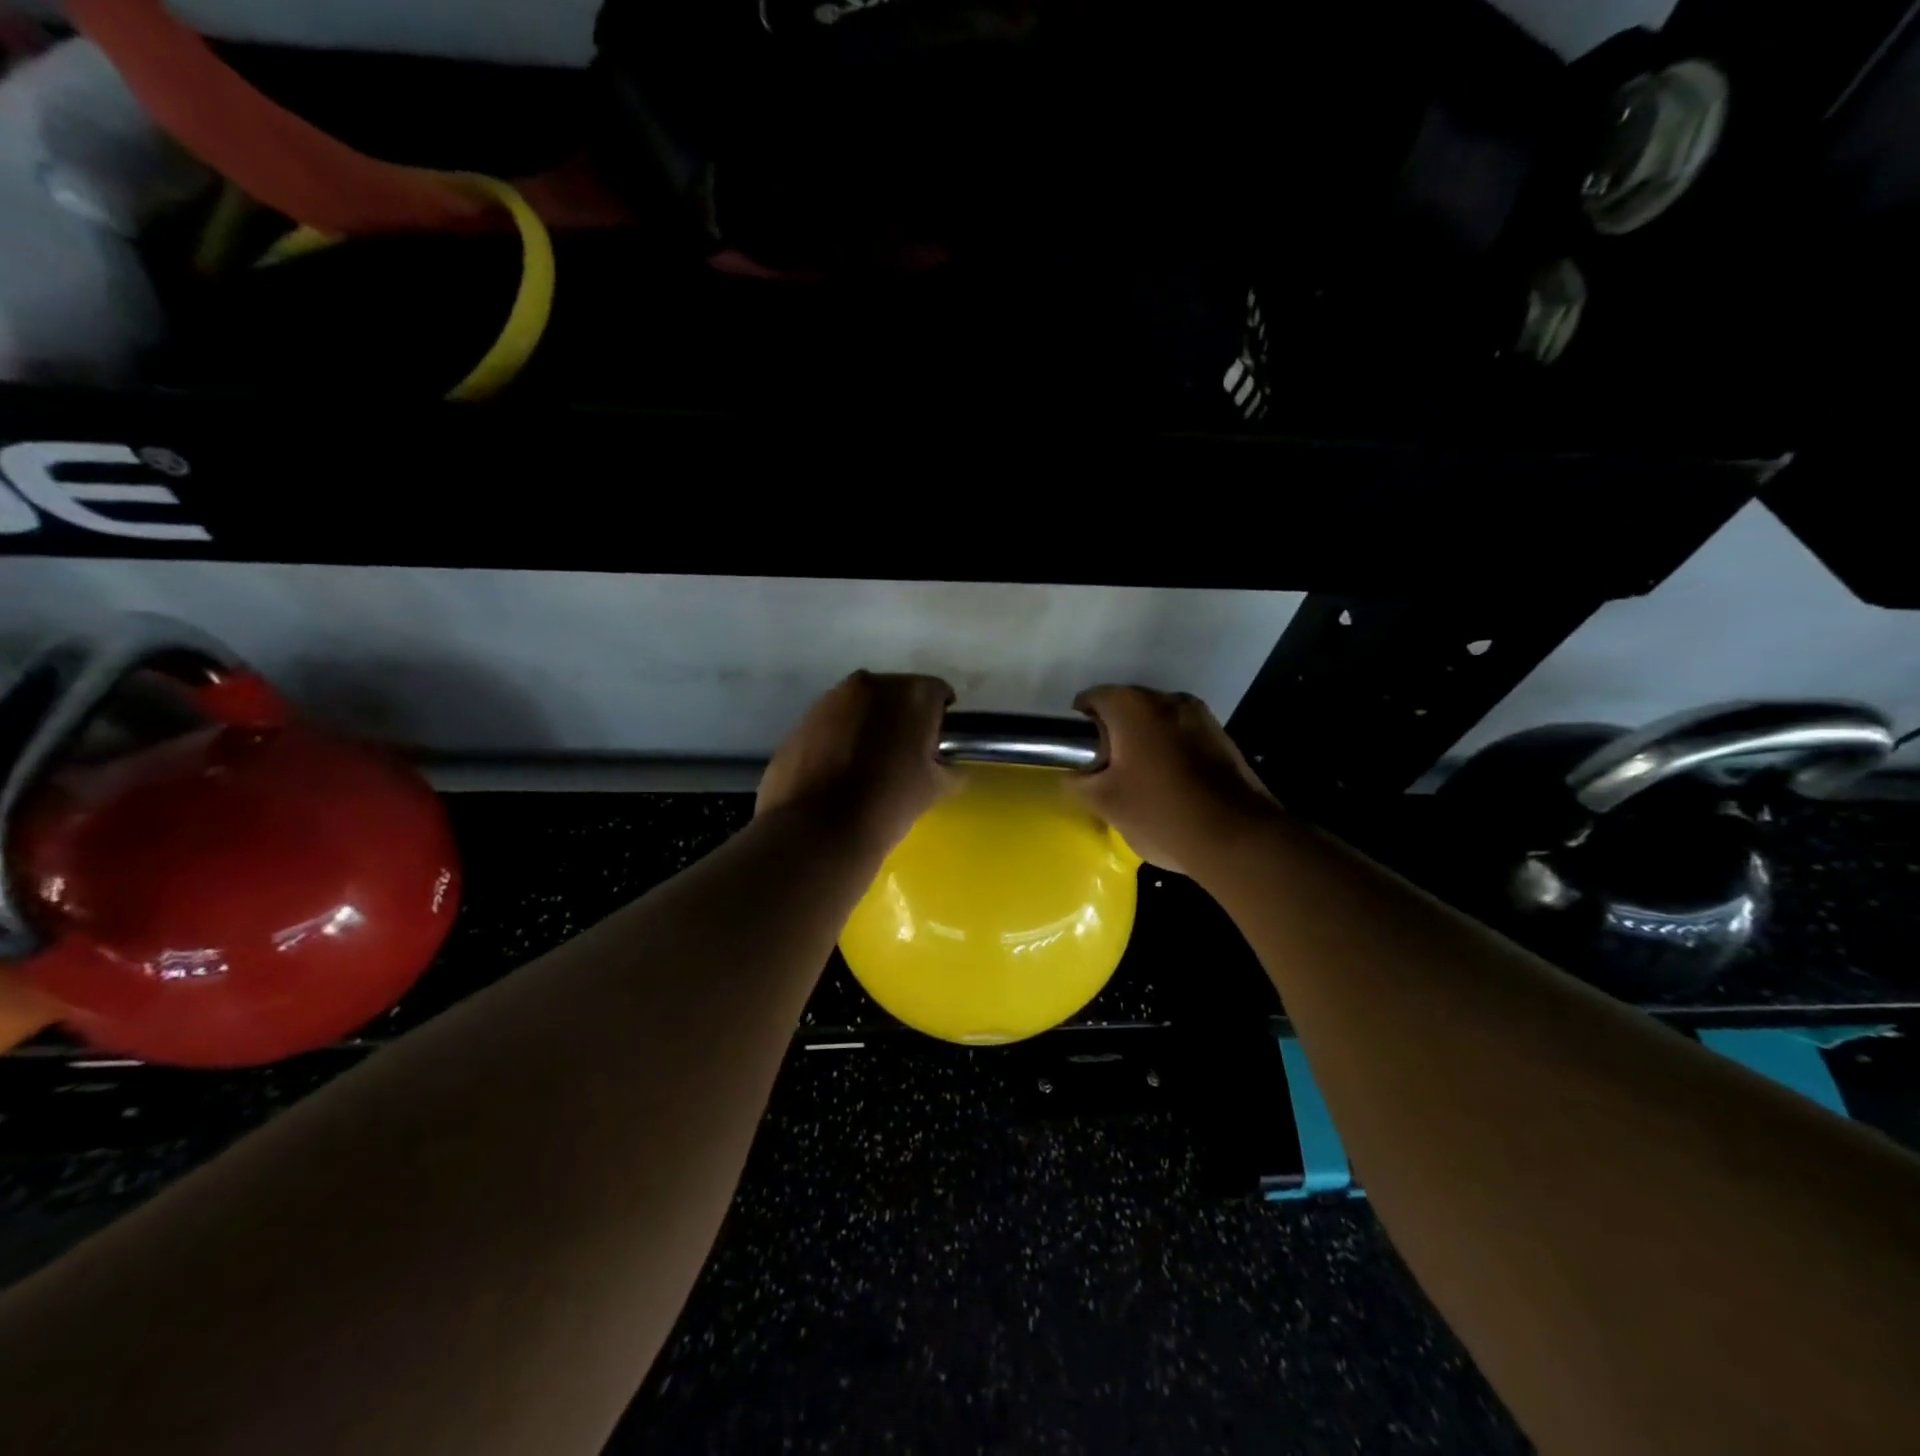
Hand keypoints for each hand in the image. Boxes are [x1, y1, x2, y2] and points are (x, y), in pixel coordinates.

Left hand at [757, 672, 956, 853]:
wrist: (819, 831)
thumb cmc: (889, 805)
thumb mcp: (936, 788)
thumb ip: (950, 767)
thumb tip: (947, 765)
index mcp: (911, 694)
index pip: (937, 693)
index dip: (939, 719)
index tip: (936, 744)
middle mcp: (871, 684)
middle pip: (896, 694)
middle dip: (902, 717)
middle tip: (903, 753)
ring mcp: (830, 699)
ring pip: (860, 706)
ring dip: (868, 725)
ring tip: (867, 763)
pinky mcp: (802, 720)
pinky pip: (831, 723)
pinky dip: (839, 737)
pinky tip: (838, 769)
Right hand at [1069, 686, 1281, 876]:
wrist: (1236, 838)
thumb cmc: (1159, 812)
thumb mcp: (1103, 802)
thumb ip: (1076, 781)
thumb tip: (1071, 773)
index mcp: (1134, 706)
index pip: (1092, 699)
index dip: (1078, 726)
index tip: (1079, 755)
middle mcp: (1168, 699)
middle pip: (1127, 708)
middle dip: (1113, 734)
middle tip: (1105, 772)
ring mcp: (1201, 716)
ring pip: (1157, 722)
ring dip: (1143, 743)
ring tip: (1138, 781)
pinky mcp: (1222, 738)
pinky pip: (1182, 736)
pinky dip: (1169, 752)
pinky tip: (1169, 786)